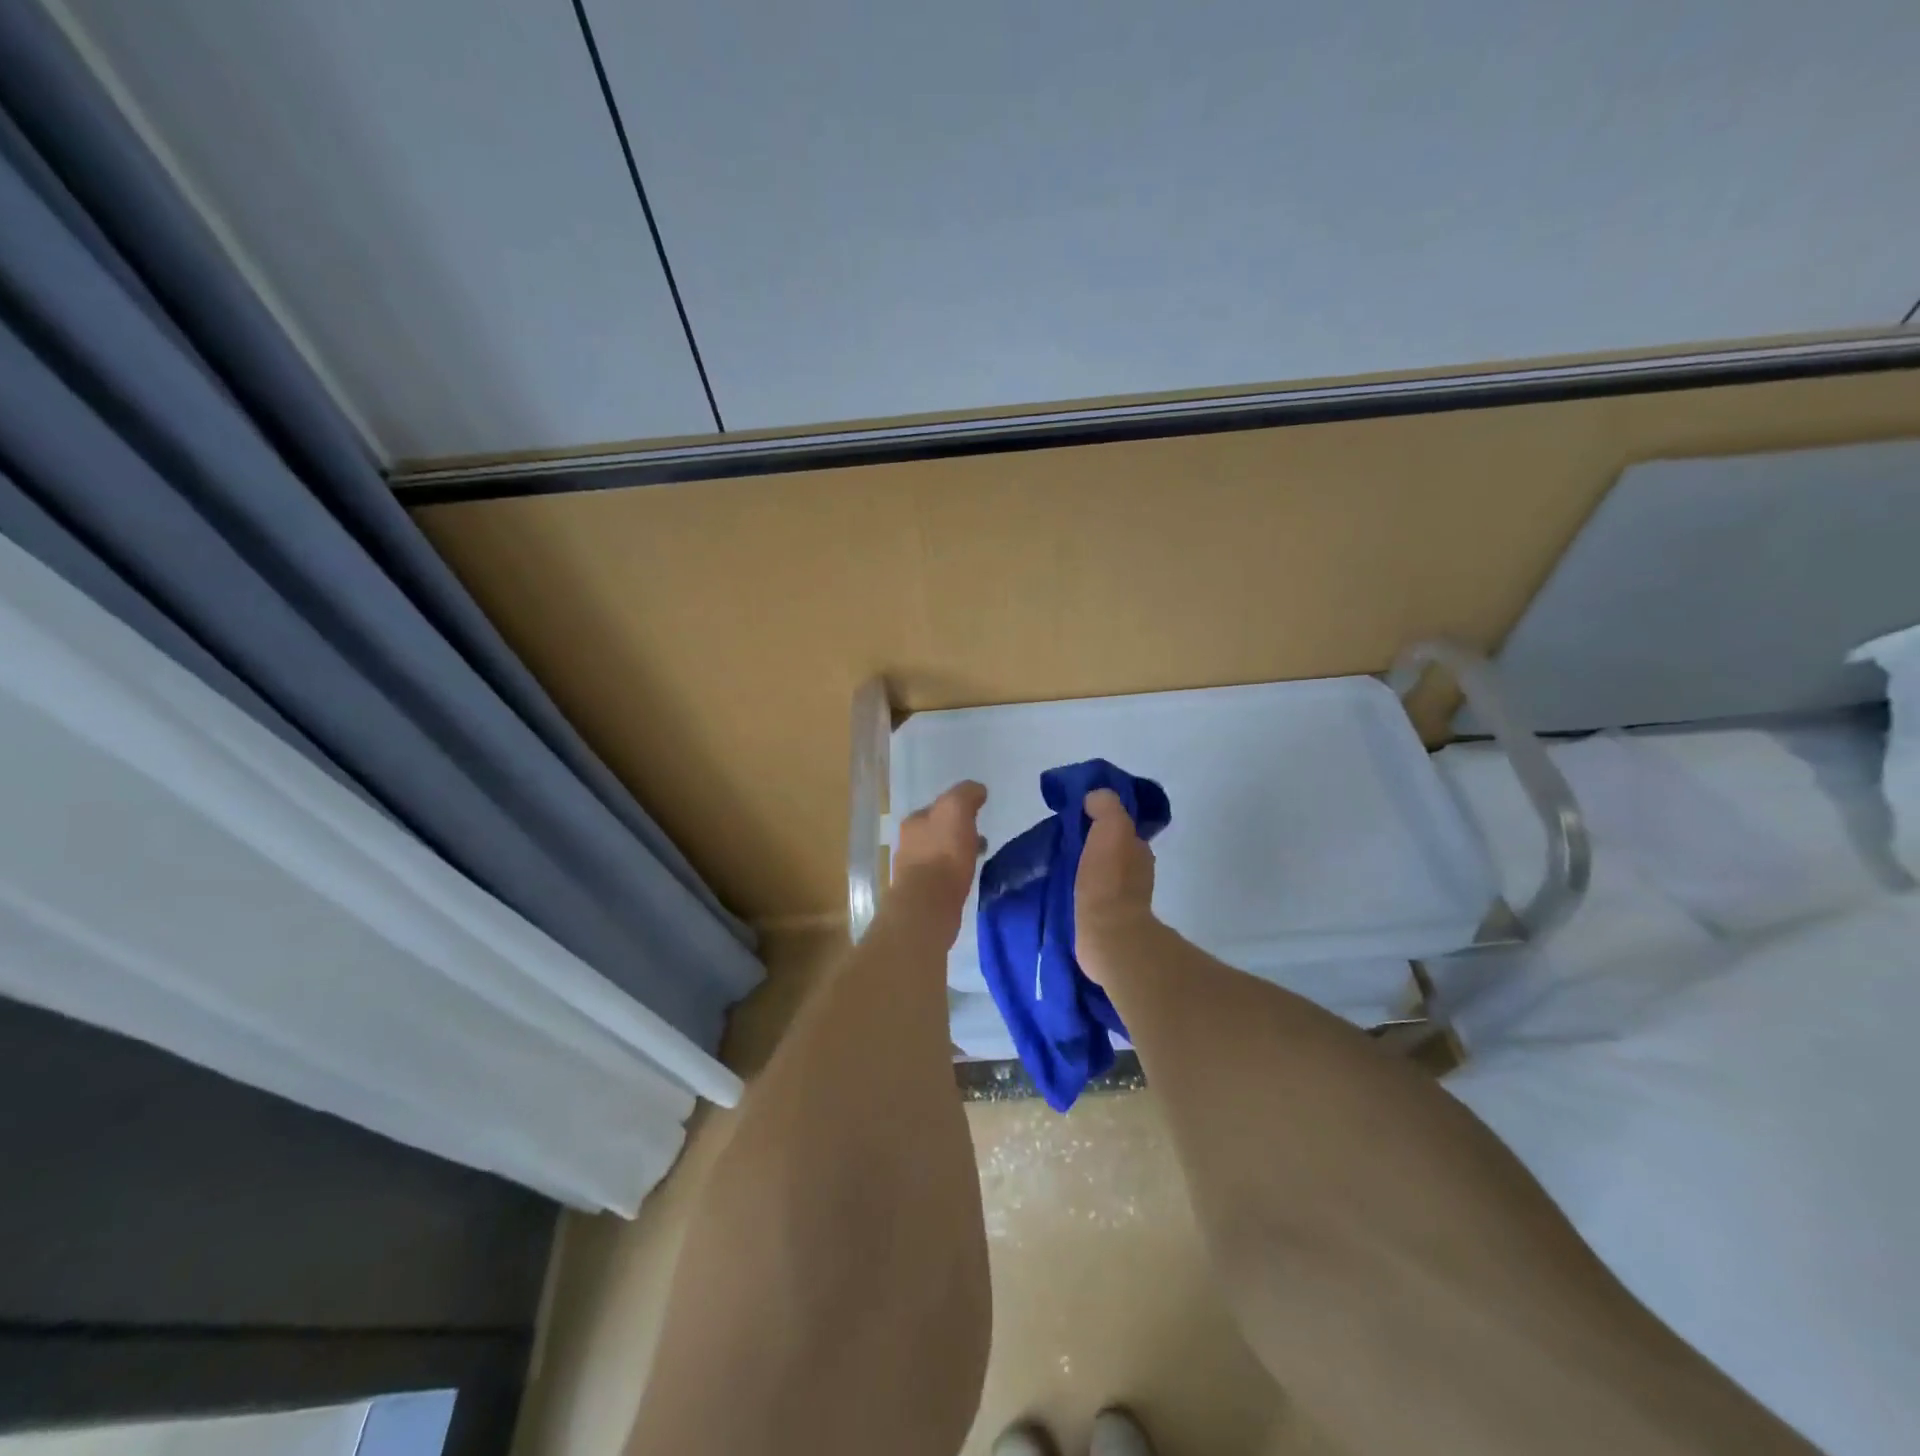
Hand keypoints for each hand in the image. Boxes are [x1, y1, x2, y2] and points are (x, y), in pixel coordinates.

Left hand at [890, 780, 987, 944]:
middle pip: (937, 831)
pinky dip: (954, 873)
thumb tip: (977, 789)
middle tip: (980, 837)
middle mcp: (908, 842)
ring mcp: (912, 870)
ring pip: (939, 854)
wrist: (928, 904)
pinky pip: (942, 876)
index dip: (958, 808)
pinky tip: (967, 878)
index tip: (976, 814)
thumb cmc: (942, 852)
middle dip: (956, 831)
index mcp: (914, 820)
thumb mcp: (956, 810)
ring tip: (978, 858)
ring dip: (957, 853)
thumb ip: (966, 794)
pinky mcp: (921, 894)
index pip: (938, 807)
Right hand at [1075, 788, 1156, 982]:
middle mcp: (1137, 871)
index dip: (1102, 817)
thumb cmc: (1109, 880)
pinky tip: (1064, 886)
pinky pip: (1093, 892)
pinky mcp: (1107, 919)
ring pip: (1103, 870)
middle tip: (1064, 838)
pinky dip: (1081, 886)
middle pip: (1112, 847)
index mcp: (1139, 848)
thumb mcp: (1111, 828)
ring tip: (1059, 863)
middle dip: (1092, 841)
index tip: (1077, 816)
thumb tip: (1093, 799)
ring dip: (1086, 865)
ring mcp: (1124, 898)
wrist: (1108, 935)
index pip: (1121, 824)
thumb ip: (1106, 806)